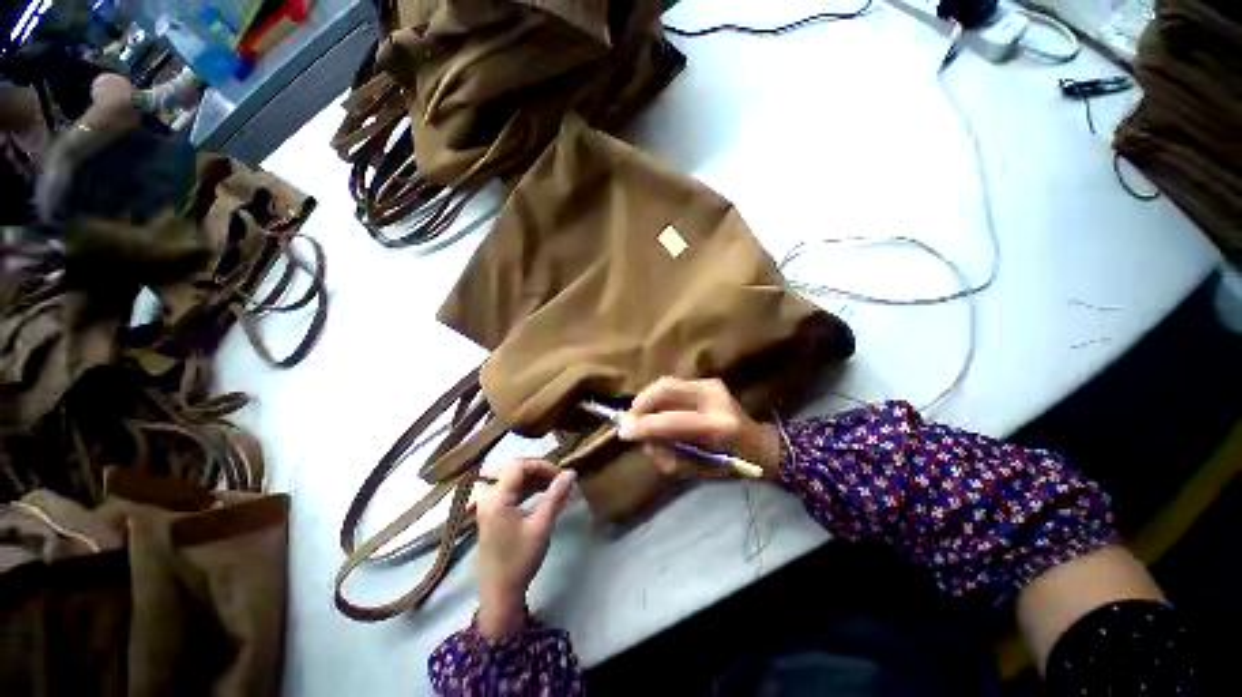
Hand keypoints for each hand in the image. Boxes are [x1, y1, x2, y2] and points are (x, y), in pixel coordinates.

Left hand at [475, 459, 575, 639]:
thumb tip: (571, 472)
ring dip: (536, 480)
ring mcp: (490, 506)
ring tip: (557, 486)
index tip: (561, 474)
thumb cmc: (520, 559)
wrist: (500, 594)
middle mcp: (489, 497)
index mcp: (497, 498)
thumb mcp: (541, 526)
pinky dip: (529, 490)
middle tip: (561, 479)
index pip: (519, 466)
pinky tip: (544, 495)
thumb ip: (556, 496)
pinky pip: (512, 492)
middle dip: (540, 471)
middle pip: (516, 471)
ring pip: (514, 481)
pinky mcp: (493, 514)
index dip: (542, 465)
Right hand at [618, 377, 782, 479]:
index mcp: (720, 427)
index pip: (675, 422)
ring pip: (667, 383)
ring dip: (647, 401)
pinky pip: (672, 386)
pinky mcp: (707, 381)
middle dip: (642, 404)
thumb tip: (643, 441)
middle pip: (667, 389)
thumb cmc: (733, 465)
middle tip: (629, 421)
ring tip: (642, 419)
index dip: (646, 426)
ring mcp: (711, 385)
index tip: (624, 433)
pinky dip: (657, 399)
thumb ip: (670, 455)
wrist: (760, 445)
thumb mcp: (700, 470)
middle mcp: (715, 398)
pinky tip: (655, 412)